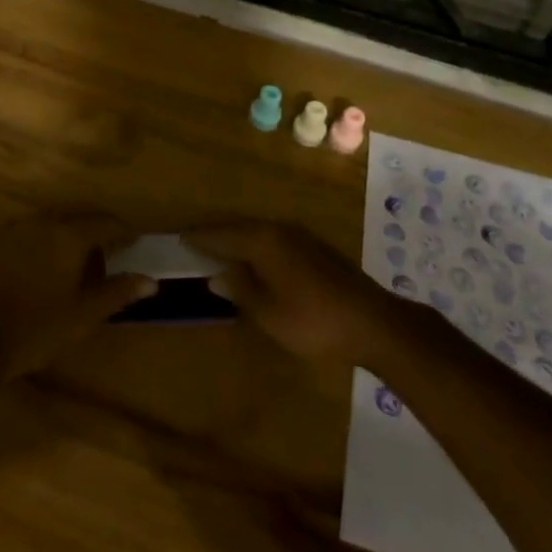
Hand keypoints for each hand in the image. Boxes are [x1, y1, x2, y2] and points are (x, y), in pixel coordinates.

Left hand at [0, 211, 155, 378]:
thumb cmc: (36, 328)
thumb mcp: (83, 315)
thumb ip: (117, 292)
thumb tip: (151, 281)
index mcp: (69, 234)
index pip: (106, 221)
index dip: (124, 231)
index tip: (136, 242)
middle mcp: (45, 221)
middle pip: (80, 216)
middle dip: (99, 229)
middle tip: (112, 251)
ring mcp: (18, 227)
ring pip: (55, 221)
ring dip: (72, 232)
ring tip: (82, 258)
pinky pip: (34, 229)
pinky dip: (49, 238)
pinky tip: (49, 262)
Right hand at [186, 221, 399, 367]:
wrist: (372, 322)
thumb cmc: (313, 321)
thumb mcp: (268, 313)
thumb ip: (239, 290)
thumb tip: (215, 275)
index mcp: (263, 241)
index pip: (221, 234)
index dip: (199, 238)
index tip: (179, 238)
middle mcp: (279, 229)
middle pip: (239, 228)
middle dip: (217, 236)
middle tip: (194, 243)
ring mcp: (300, 236)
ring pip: (258, 233)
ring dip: (238, 240)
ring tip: (219, 252)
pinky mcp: (315, 248)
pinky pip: (274, 240)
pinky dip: (257, 246)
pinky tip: (255, 261)